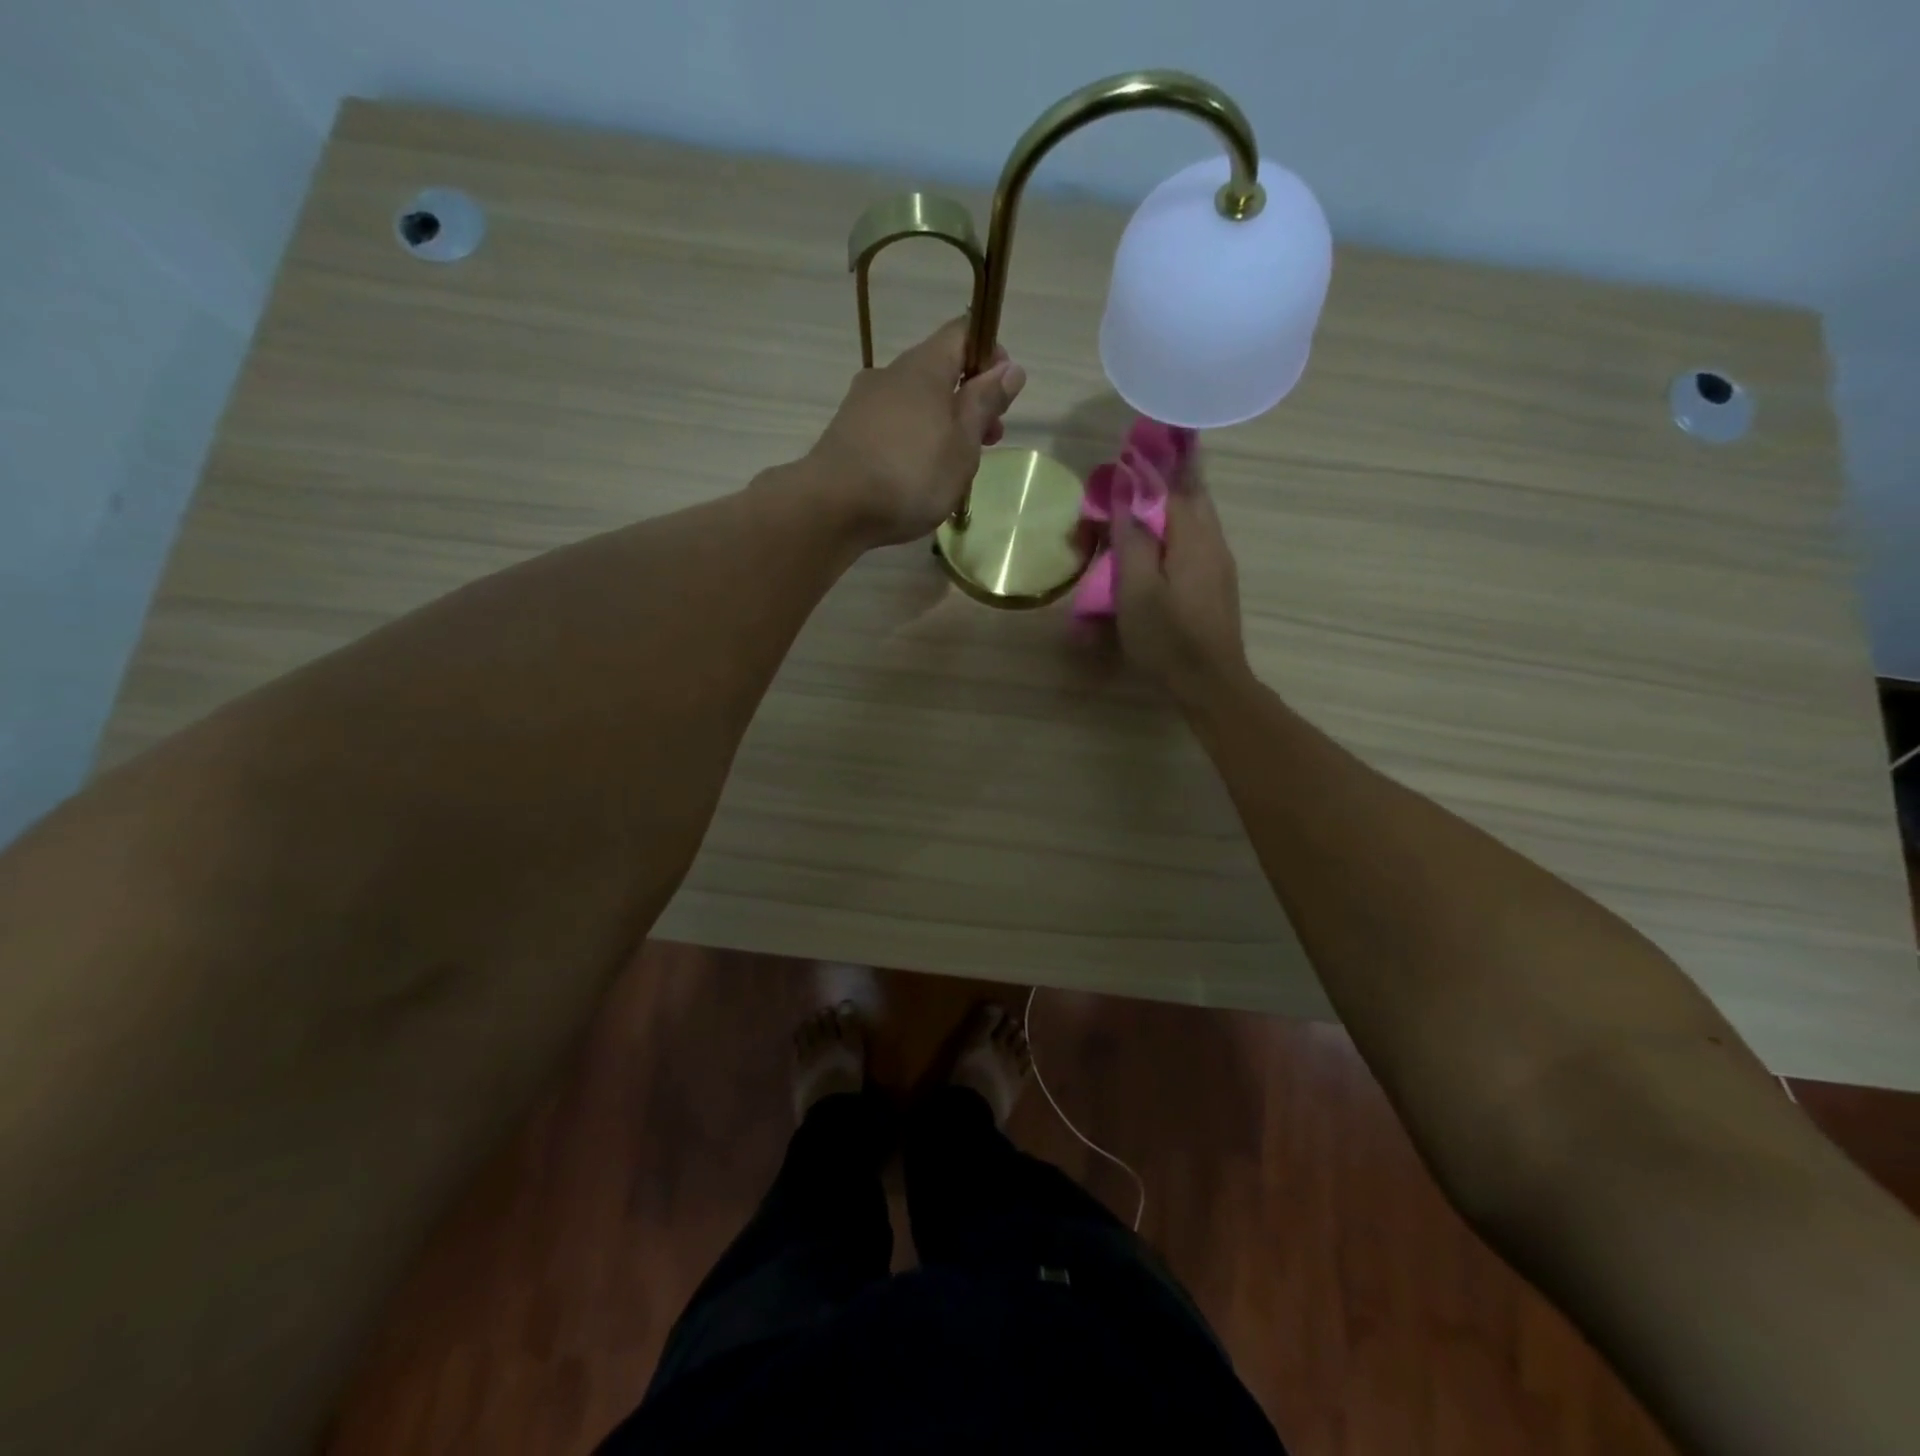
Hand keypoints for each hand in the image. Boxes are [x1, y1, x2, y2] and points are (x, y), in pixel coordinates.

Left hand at [807, 317, 1025, 547]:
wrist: (832, 507)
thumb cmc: (911, 475)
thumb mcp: (963, 443)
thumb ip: (985, 403)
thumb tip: (1010, 368)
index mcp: (924, 366)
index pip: (962, 333)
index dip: (989, 354)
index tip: (1003, 392)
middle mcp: (891, 373)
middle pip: (939, 371)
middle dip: (969, 400)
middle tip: (988, 441)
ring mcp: (863, 402)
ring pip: (915, 402)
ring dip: (942, 424)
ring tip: (953, 467)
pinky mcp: (847, 432)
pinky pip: (891, 426)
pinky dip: (913, 441)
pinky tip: (917, 477)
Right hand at [1110, 451, 1248, 698]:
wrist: (1211, 684)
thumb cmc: (1168, 637)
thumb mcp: (1136, 589)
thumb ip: (1131, 538)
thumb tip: (1125, 492)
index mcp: (1194, 537)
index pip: (1176, 482)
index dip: (1153, 462)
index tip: (1133, 442)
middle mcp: (1213, 541)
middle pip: (1193, 495)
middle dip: (1168, 475)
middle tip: (1139, 464)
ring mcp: (1219, 564)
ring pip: (1196, 519)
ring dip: (1171, 503)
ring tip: (1142, 498)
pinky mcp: (1216, 585)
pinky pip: (1195, 542)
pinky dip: (1175, 530)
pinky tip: (1157, 543)